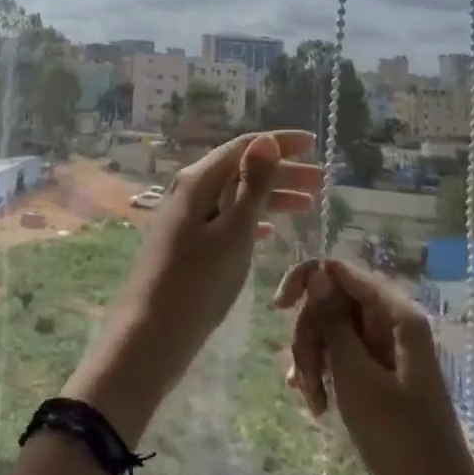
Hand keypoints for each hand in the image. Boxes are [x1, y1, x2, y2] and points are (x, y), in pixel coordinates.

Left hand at [65, 131, 318, 443]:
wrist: (151, 334)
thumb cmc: (197, 283)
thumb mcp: (233, 232)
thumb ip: (252, 186)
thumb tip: (266, 140)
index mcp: (198, 181)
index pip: (244, 147)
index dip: (280, 143)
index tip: (314, 143)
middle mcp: (189, 191)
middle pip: (241, 170)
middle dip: (282, 172)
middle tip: (322, 181)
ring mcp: (186, 218)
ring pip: (235, 196)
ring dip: (271, 197)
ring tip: (308, 205)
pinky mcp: (187, 243)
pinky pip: (225, 219)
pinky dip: (251, 220)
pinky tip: (270, 231)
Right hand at [273, 258, 469, 474]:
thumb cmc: (399, 439)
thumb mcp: (356, 376)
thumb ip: (333, 320)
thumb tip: (317, 271)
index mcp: (396, 315)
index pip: (340, 271)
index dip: (306, 281)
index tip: (278, 308)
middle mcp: (391, 324)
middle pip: (332, 302)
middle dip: (310, 335)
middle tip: (303, 376)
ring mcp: (385, 352)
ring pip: (332, 331)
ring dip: (313, 360)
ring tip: (310, 400)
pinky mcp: (379, 377)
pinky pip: (340, 357)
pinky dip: (323, 374)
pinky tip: (313, 403)